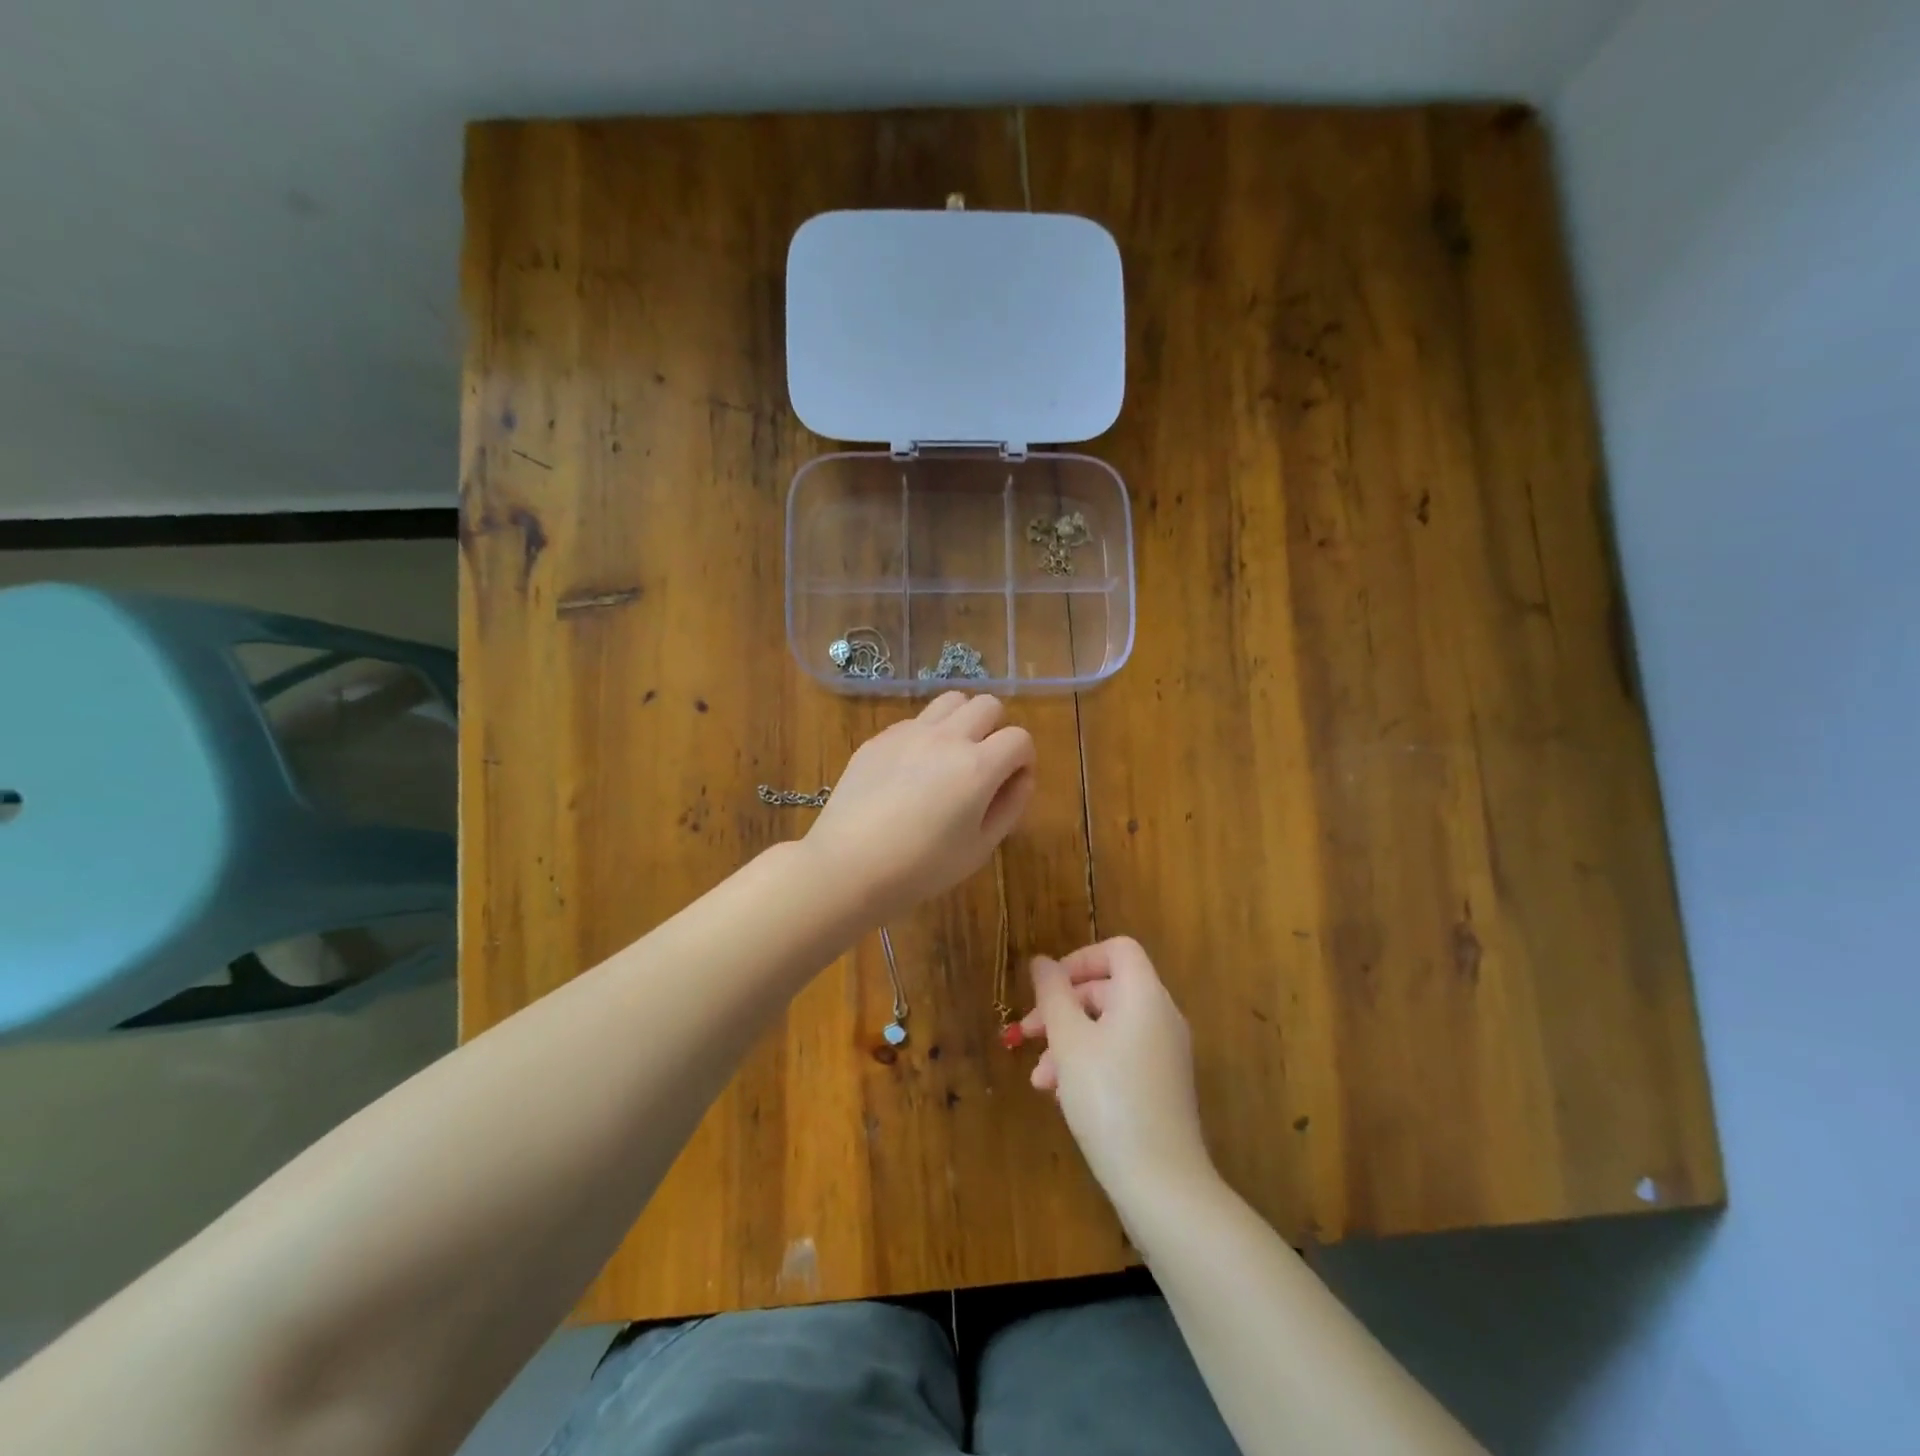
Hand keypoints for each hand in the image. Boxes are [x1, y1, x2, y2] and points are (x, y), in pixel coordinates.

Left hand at [805, 692, 1035, 922]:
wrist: (848, 865)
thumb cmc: (921, 867)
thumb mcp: (979, 848)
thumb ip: (1009, 807)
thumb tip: (1022, 777)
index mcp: (978, 766)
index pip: (1019, 738)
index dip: (1024, 759)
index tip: (1012, 782)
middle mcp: (947, 738)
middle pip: (987, 704)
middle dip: (996, 729)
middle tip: (985, 764)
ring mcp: (909, 732)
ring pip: (951, 700)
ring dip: (963, 720)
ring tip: (952, 754)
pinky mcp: (880, 738)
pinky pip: (915, 720)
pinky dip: (927, 734)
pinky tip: (912, 770)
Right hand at [1022, 938, 1214, 1201]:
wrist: (1161, 1182)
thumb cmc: (1108, 1098)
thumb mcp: (1068, 1041)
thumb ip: (1052, 995)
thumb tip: (1042, 962)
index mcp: (1144, 995)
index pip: (1117, 950)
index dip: (1079, 960)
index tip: (1048, 988)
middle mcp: (1161, 1016)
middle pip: (1107, 989)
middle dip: (1063, 1007)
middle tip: (1028, 1033)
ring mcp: (1164, 1053)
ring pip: (1109, 1027)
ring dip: (1069, 1041)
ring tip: (1038, 1076)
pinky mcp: (1161, 1085)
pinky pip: (1121, 1055)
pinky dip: (1089, 1062)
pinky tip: (1060, 1094)